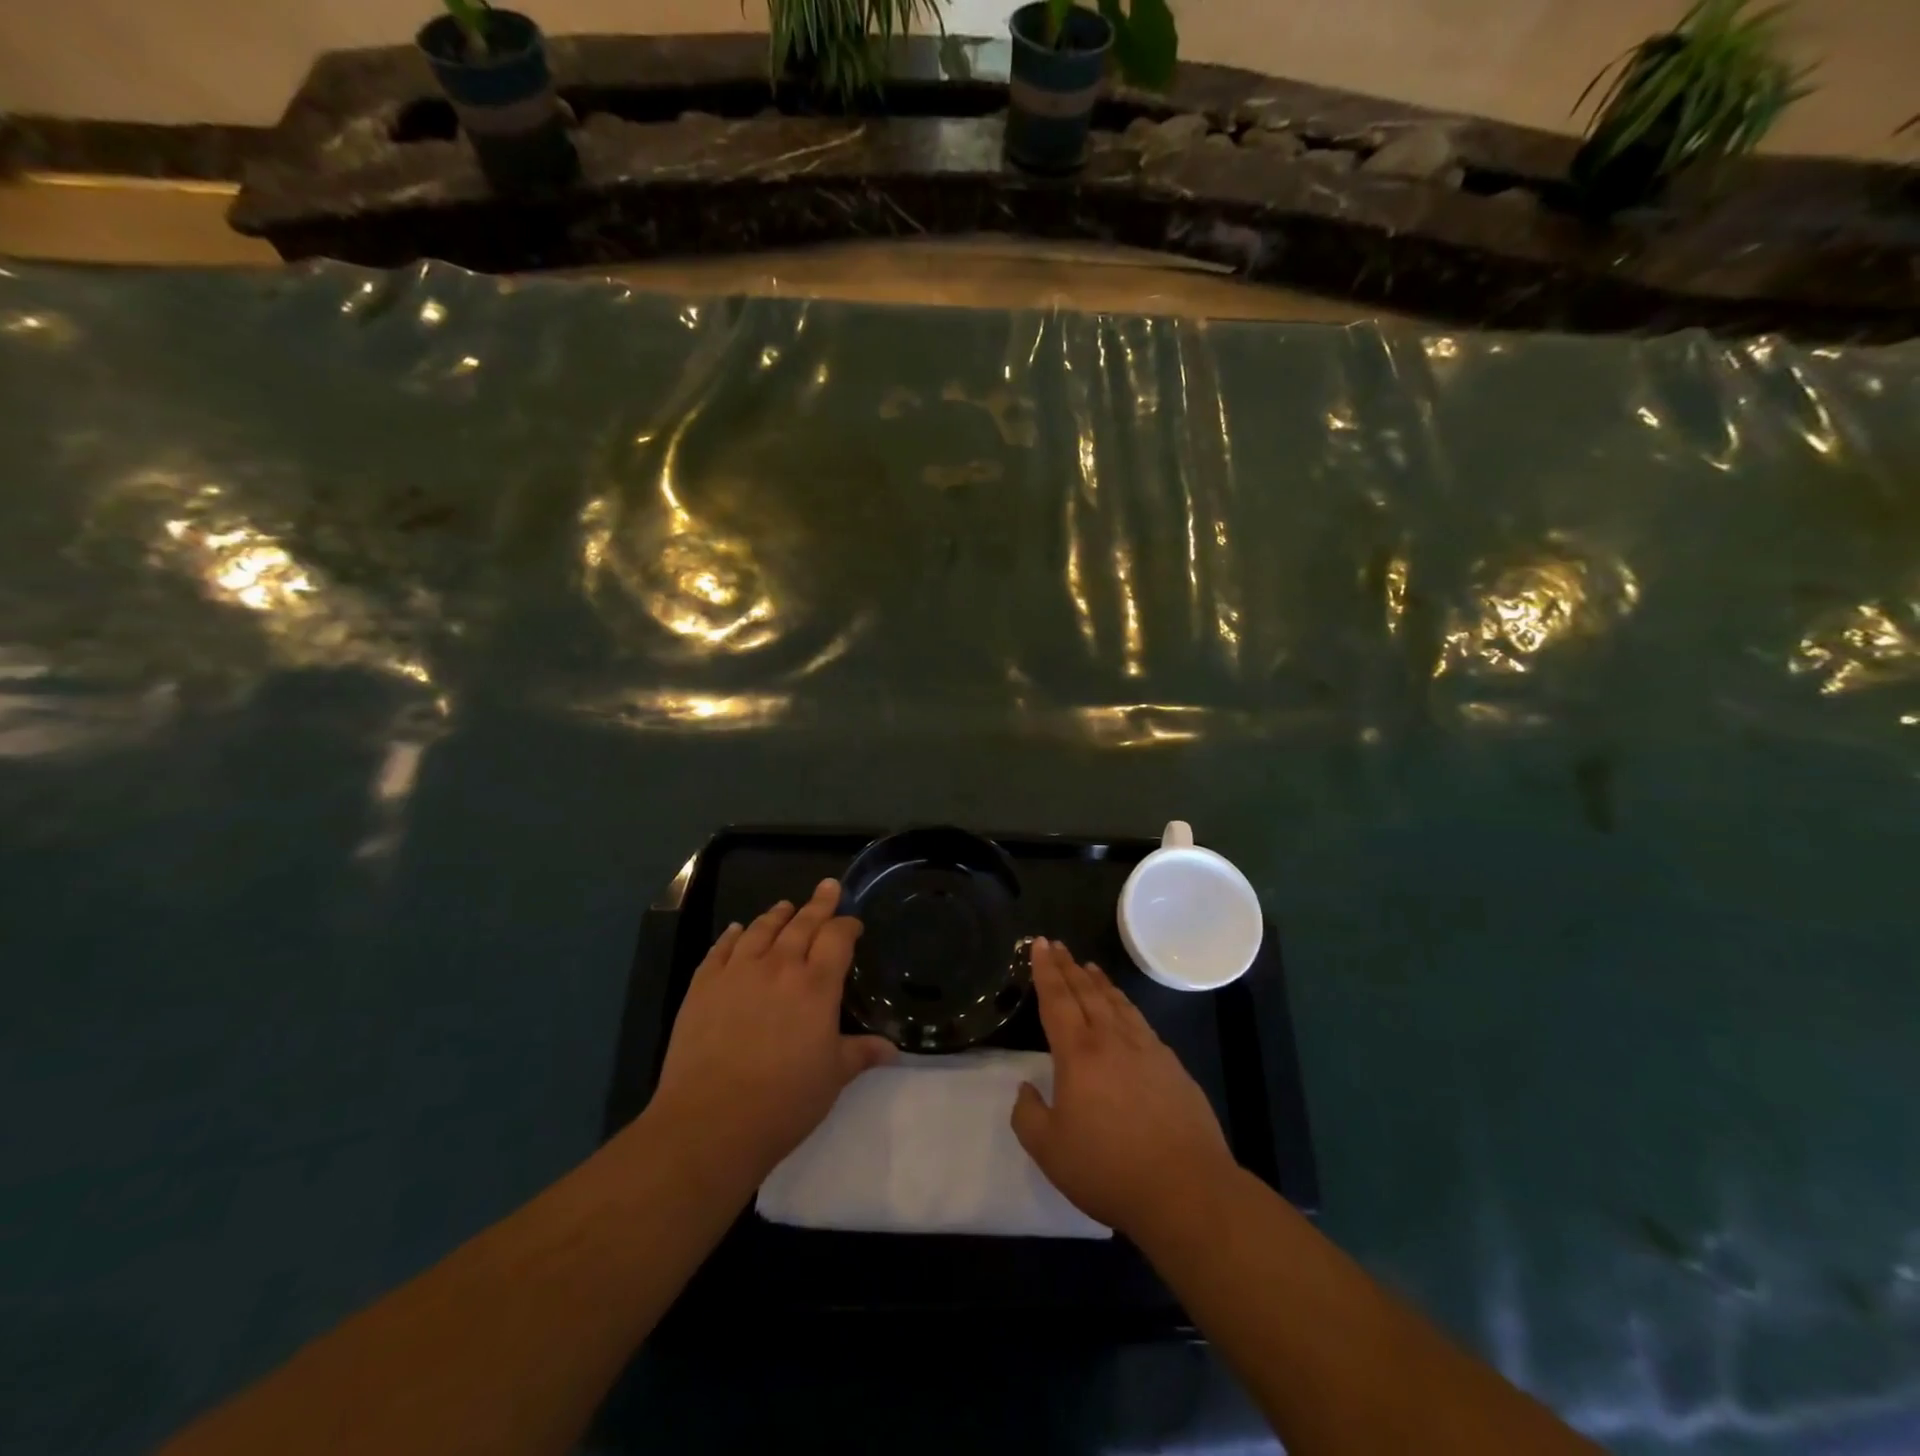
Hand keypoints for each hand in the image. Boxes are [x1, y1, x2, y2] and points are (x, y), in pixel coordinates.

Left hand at [648, 879, 896, 1182]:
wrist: (711, 1120)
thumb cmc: (784, 1101)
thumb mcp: (833, 1077)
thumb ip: (861, 1053)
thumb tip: (893, 1049)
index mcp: (816, 985)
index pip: (837, 938)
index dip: (847, 925)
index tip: (853, 923)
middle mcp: (779, 966)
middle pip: (802, 923)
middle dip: (819, 903)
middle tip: (828, 886)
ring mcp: (738, 972)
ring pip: (762, 929)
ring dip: (778, 914)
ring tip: (786, 906)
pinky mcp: (703, 986)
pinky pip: (721, 949)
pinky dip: (733, 935)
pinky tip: (738, 930)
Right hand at [1011, 937, 1235, 1236]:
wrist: (1186, 1189)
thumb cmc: (1109, 1169)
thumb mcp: (1050, 1151)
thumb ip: (1028, 1115)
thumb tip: (1026, 1088)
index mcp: (1078, 1054)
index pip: (1057, 1000)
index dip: (1046, 971)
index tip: (1039, 944)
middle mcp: (1112, 1040)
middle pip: (1086, 992)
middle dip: (1068, 966)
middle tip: (1057, 945)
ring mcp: (1147, 1050)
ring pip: (1117, 1003)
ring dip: (1099, 982)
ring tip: (1088, 966)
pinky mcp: (1172, 1066)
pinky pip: (1141, 1022)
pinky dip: (1125, 1005)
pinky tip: (1125, 1010)